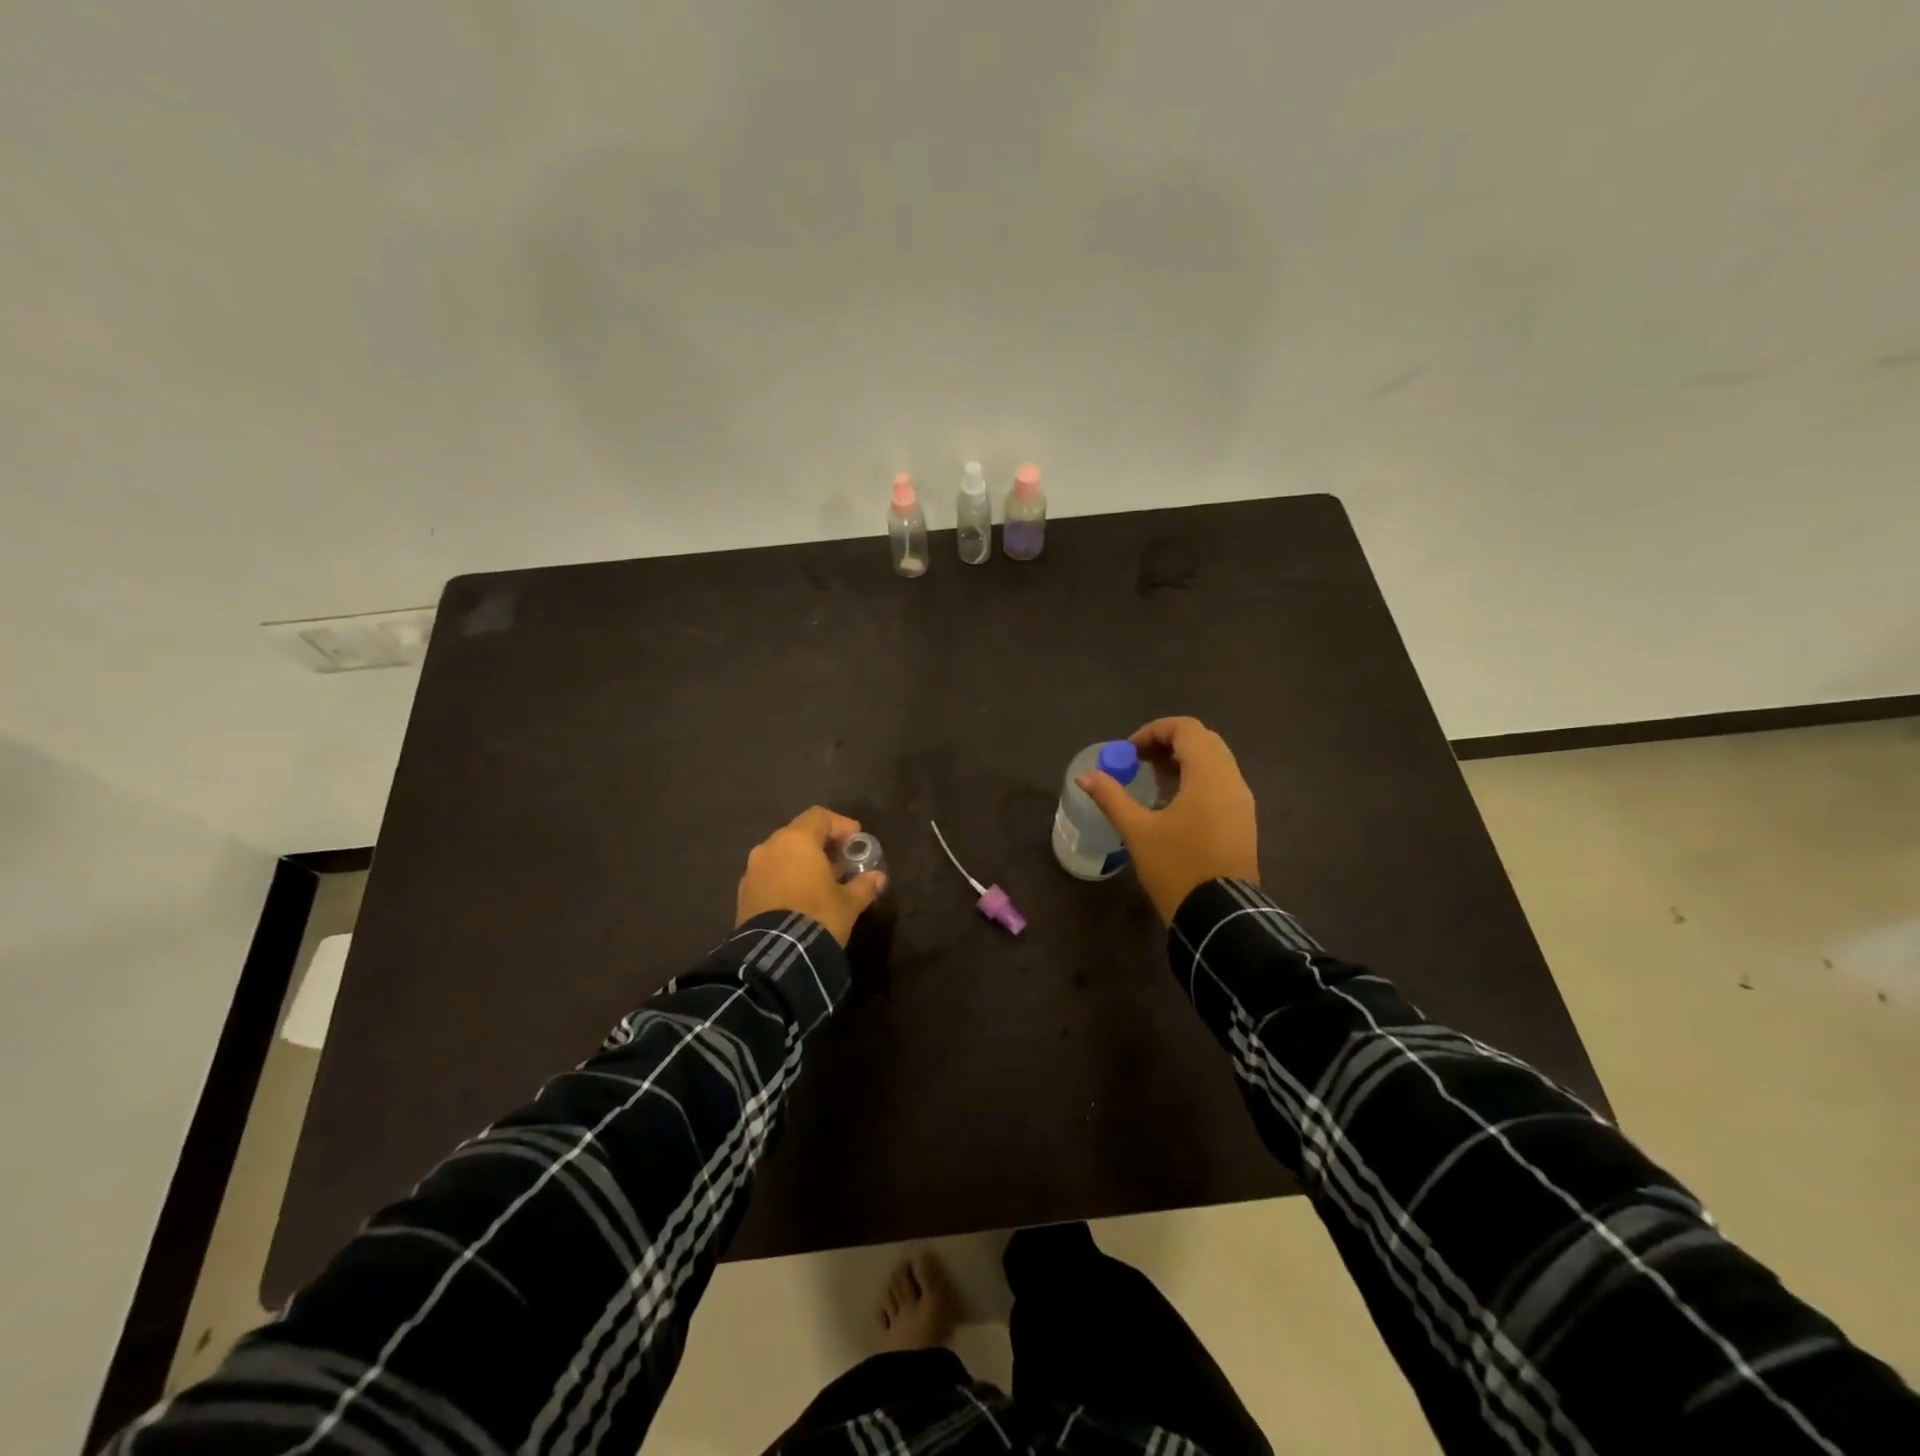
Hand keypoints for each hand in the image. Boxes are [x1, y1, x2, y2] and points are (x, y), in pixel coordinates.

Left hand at [736, 807, 887, 946]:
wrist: (776, 957)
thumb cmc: (818, 916)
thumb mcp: (849, 903)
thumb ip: (864, 886)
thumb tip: (879, 878)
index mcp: (796, 840)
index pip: (819, 816)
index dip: (840, 825)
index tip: (856, 840)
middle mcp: (770, 848)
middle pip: (798, 834)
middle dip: (821, 845)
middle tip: (840, 862)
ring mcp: (752, 871)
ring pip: (781, 856)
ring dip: (801, 863)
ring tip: (820, 883)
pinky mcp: (743, 894)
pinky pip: (769, 876)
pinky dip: (785, 879)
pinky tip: (800, 899)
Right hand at [1077, 717, 1259, 923]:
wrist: (1220, 916)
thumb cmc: (1177, 867)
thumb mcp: (1137, 831)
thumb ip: (1111, 797)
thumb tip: (1085, 777)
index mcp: (1209, 775)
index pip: (1186, 729)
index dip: (1154, 731)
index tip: (1129, 751)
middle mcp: (1232, 780)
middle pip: (1203, 741)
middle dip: (1169, 743)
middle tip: (1139, 761)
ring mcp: (1242, 801)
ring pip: (1215, 762)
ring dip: (1184, 761)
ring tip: (1152, 779)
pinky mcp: (1244, 821)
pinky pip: (1221, 783)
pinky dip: (1197, 779)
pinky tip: (1173, 802)